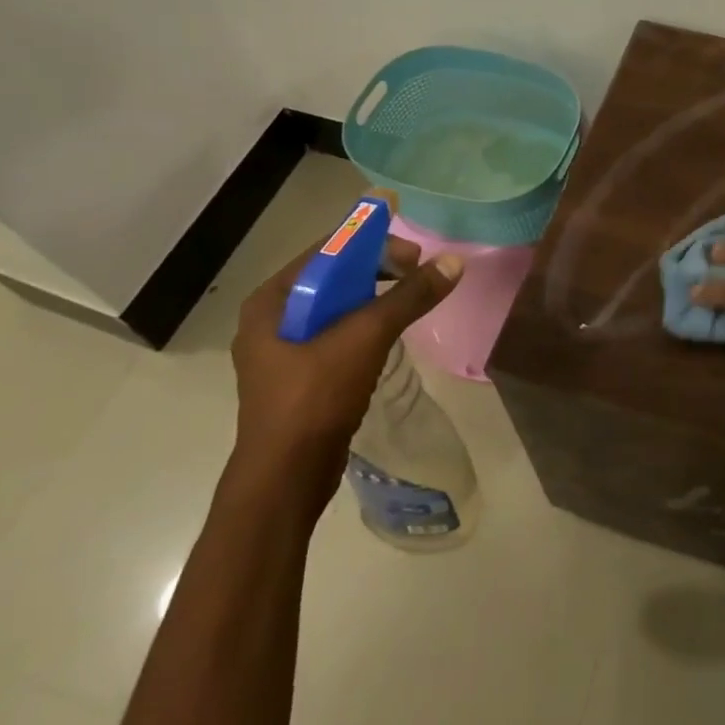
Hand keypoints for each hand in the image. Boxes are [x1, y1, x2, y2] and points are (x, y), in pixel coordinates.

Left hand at [230, 193, 462, 511]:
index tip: (413, 254)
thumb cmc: (315, 397)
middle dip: (377, 270)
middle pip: (333, 277)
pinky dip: (364, 326)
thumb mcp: (366, 337)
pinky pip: (336, 335)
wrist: (285, 481)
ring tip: (409, 301)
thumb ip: (409, 296)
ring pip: (336, 308)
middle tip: (417, 275)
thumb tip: (454, 262)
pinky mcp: (298, 378)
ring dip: (374, 298)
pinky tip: (389, 335)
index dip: (372, 243)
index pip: (327, 250)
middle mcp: (270, 320)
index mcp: (271, 301)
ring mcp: (281, 351)